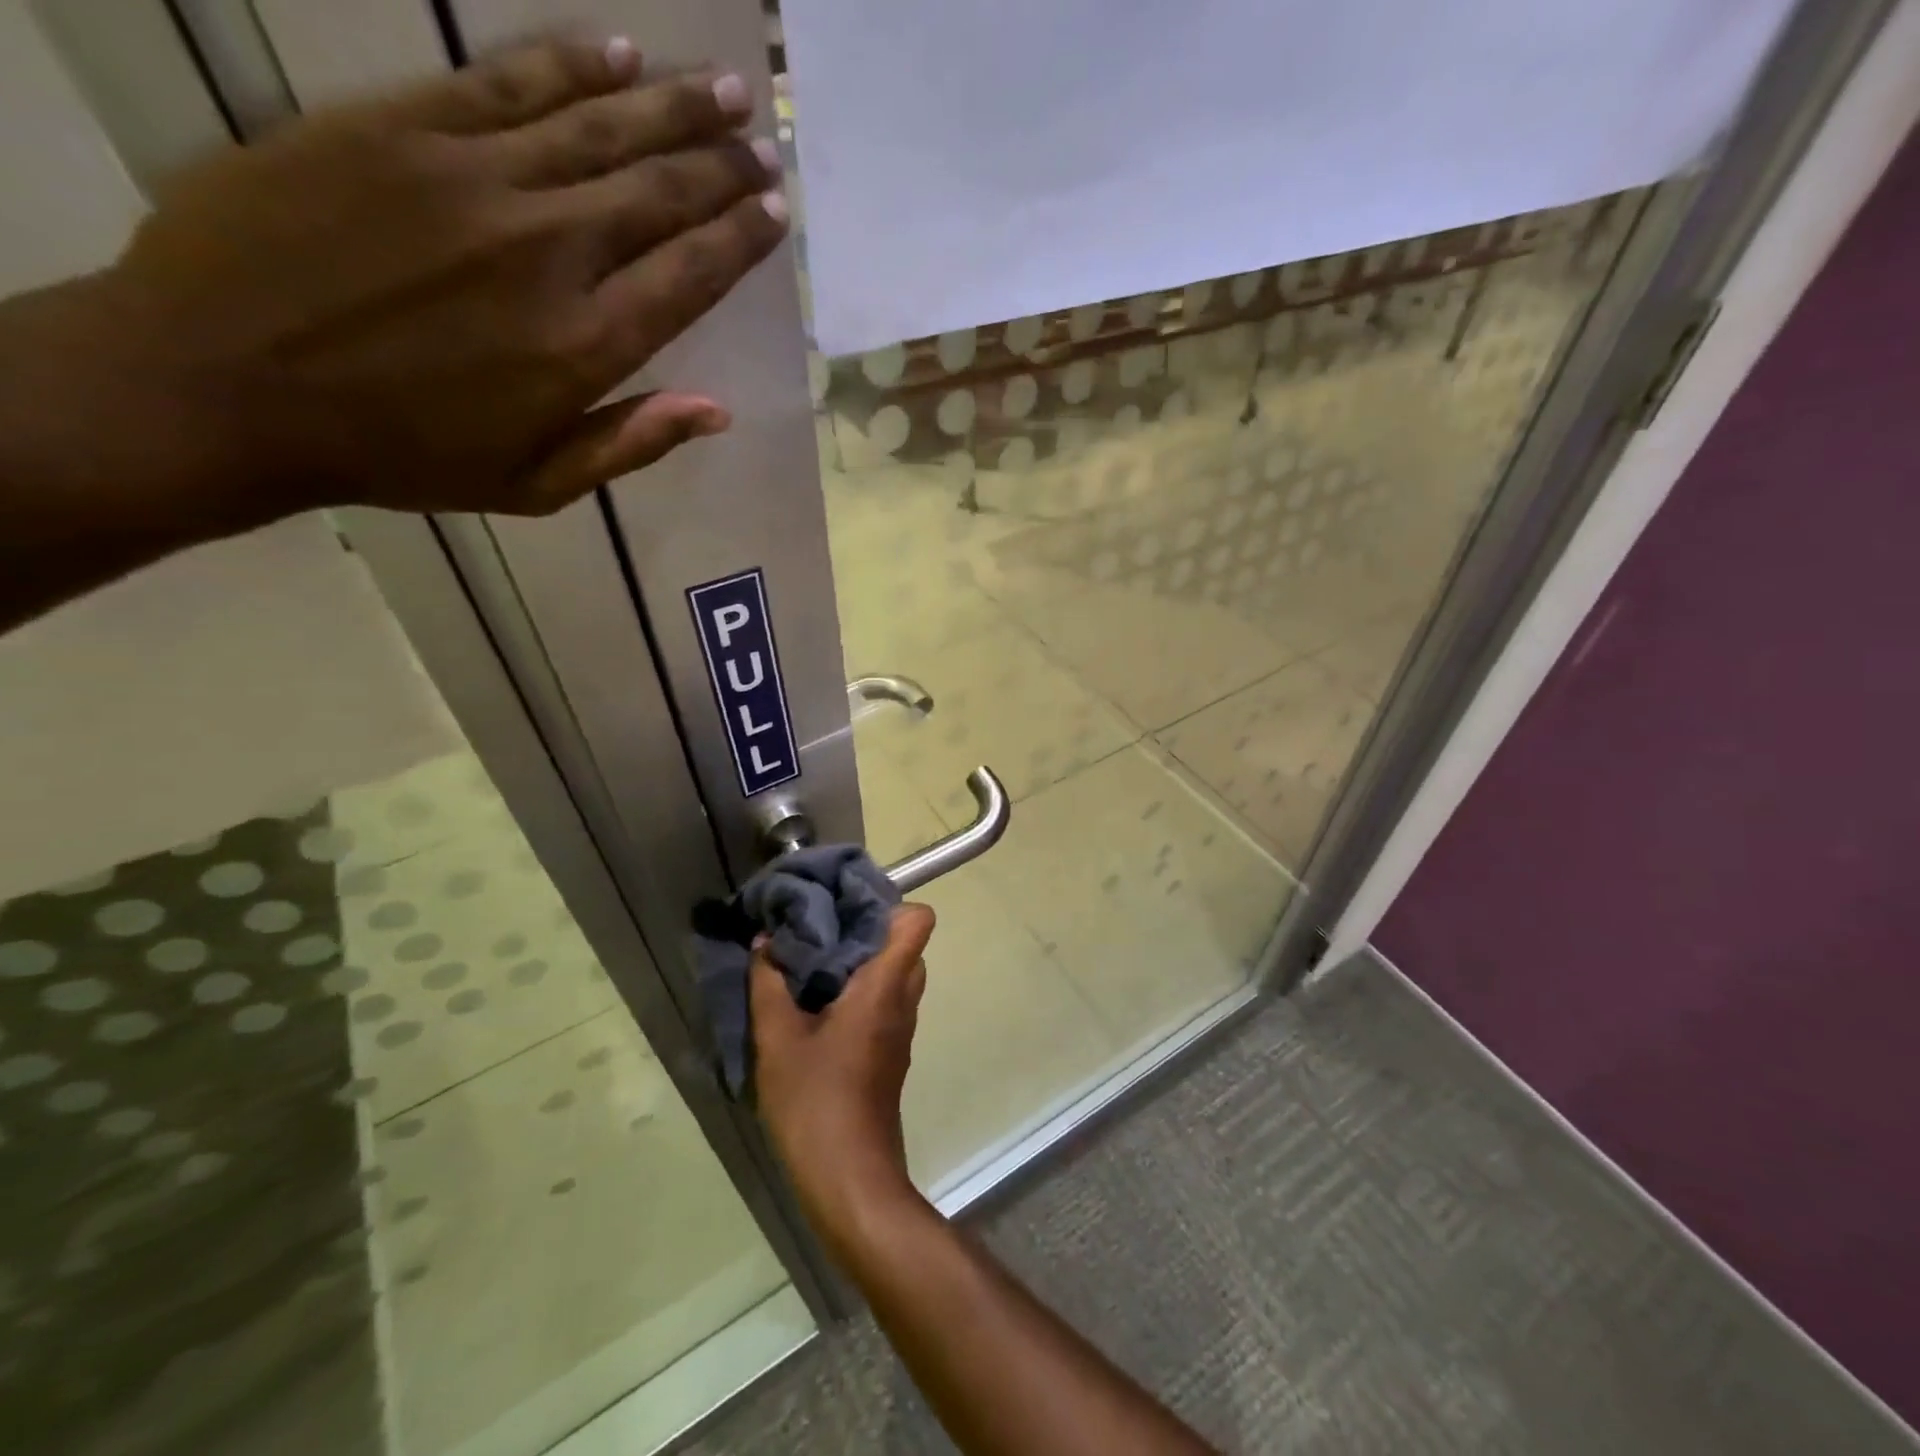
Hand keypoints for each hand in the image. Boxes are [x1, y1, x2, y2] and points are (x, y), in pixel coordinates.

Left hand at [52, 37, 788, 523]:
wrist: (223, 383)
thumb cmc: (403, 455)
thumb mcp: (536, 485)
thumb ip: (630, 443)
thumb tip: (716, 410)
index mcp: (584, 346)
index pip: (688, 276)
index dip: (739, 240)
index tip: (775, 211)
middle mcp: (548, 252)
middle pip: (658, 194)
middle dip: (722, 166)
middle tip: (763, 143)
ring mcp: (474, 178)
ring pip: (600, 128)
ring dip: (672, 106)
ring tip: (726, 87)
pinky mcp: (400, 126)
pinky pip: (507, 82)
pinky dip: (572, 65)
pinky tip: (621, 55)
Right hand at [751, 903, 935, 1250]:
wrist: (849, 1177)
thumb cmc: (815, 1101)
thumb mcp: (777, 1039)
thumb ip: (768, 984)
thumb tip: (764, 942)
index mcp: (885, 985)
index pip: (918, 921)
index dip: (889, 904)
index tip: (845, 905)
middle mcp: (903, 1000)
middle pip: (905, 944)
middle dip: (868, 929)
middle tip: (822, 929)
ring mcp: (902, 1029)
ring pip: (896, 974)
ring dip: (863, 961)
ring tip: (815, 962)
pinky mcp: (891, 1052)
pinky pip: (887, 1002)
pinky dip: (862, 990)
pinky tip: (818, 1004)